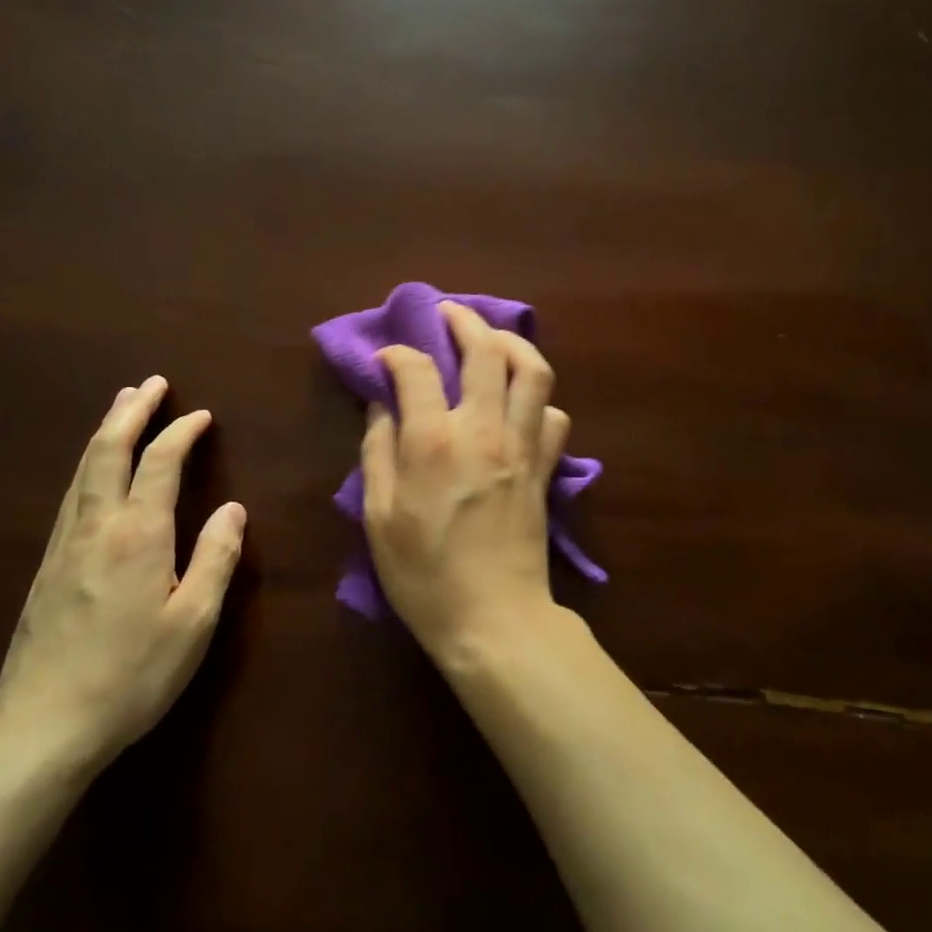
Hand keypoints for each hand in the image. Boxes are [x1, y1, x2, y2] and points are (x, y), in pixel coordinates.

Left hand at [0, 377, 245, 773]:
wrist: (41, 728)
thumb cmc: (132, 675)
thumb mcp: (194, 621)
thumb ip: (216, 558)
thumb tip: (233, 508)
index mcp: (137, 535)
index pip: (159, 464)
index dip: (181, 433)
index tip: (202, 415)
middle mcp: (96, 528)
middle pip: (108, 452)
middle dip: (130, 412)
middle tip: (150, 384)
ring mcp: (64, 547)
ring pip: (83, 471)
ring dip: (105, 432)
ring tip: (120, 407)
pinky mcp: (47, 569)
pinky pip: (72, 496)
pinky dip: (90, 466)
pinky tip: (95, 472)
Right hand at [362, 301, 570, 663]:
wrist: (493, 618)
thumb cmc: (424, 574)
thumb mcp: (379, 517)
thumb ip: (377, 452)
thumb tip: (381, 405)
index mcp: (433, 442)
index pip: (417, 369)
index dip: (397, 354)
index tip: (386, 359)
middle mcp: (483, 430)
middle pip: (486, 350)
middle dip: (465, 321)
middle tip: (449, 314)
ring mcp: (522, 446)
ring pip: (534, 371)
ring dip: (514, 344)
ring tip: (494, 341)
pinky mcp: (545, 468)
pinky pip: (554, 416)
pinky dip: (538, 399)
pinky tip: (520, 404)